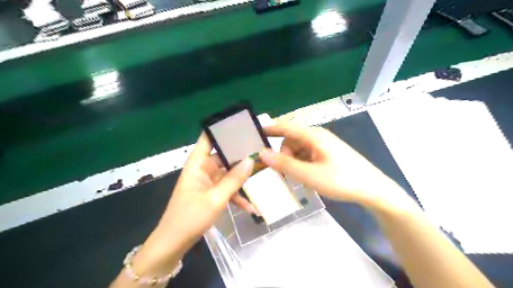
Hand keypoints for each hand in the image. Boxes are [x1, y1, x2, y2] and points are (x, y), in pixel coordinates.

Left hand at [129, 132, 252, 276]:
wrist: (173, 244)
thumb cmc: (190, 218)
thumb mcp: (216, 198)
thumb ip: (234, 179)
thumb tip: (251, 159)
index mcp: (197, 164)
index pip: (208, 139)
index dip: (221, 130)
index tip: (241, 126)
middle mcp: (202, 169)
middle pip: (223, 156)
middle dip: (240, 156)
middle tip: (260, 151)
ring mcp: (207, 182)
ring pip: (227, 174)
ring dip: (241, 179)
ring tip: (261, 175)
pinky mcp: (210, 194)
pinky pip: (226, 190)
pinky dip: (237, 197)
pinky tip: (252, 207)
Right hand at [262, 122, 408, 208]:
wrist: (373, 189)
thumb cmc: (341, 180)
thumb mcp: (309, 175)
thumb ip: (285, 164)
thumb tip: (262, 153)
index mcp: (314, 136)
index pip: (286, 126)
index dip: (269, 129)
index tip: (254, 134)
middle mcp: (318, 136)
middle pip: (291, 139)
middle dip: (283, 154)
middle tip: (282, 173)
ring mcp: (324, 145)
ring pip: (298, 148)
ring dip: (292, 161)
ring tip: (296, 178)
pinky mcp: (328, 153)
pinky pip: (307, 154)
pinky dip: (301, 164)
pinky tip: (306, 177)